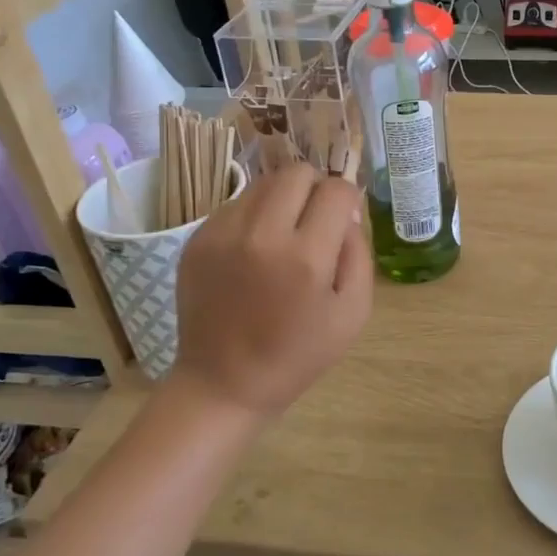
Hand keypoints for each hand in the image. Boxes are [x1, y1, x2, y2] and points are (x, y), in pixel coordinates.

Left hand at [169, 163, 372, 419]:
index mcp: (306, 257)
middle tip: (316, 220)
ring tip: (284, 234)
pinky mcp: (197, 240)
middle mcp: (262, 235)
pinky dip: (253, 216)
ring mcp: (222, 234)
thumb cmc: (298, 355)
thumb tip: (347, 215)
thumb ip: (359, 255)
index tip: (344, 220)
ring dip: (283, 199)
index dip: (348, 199)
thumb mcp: (353, 314)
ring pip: (264, 183)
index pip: (336, 190)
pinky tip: (254, 251)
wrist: (224, 383)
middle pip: (297, 172)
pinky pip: (236, 205)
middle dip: (316, 188)